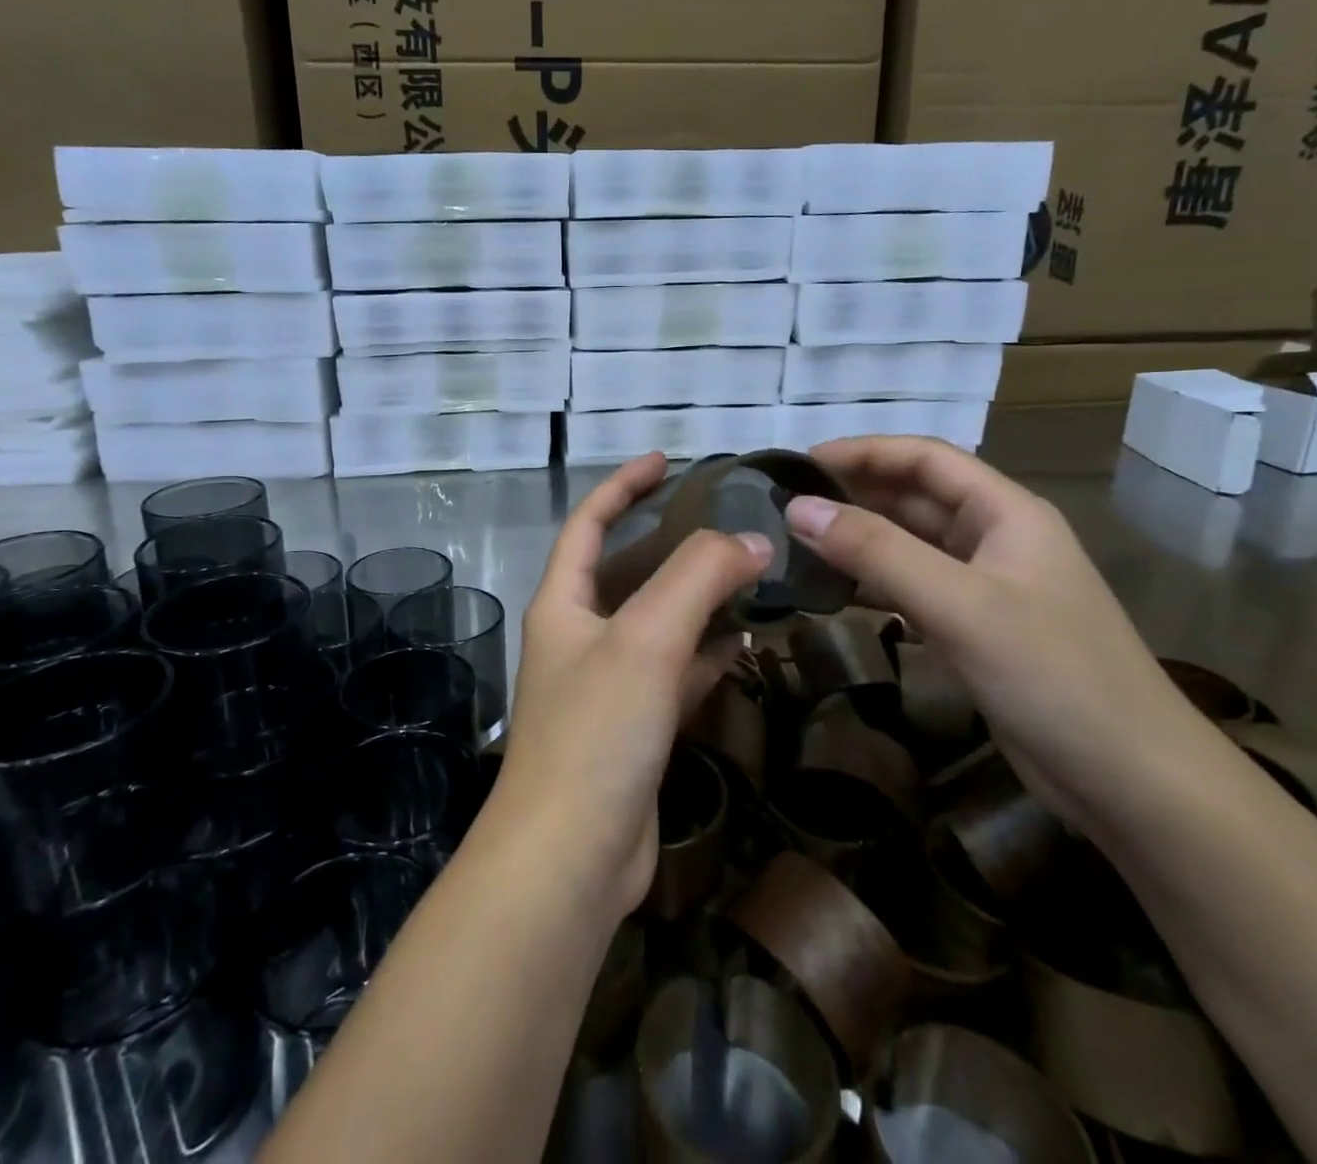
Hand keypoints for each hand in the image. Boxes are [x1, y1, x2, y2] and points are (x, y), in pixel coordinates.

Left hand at [493, 453, 771, 922]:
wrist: (571, 857)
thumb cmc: (596, 730)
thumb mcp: (646, 639)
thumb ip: (697, 577)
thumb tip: (752, 539)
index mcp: (564, 603)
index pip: (588, 523)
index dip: (622, 485)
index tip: (666, 459)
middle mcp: (580, 635)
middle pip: (628, 570)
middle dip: (671, 541)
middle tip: (729, 520)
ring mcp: (608, 684)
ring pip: (658, 622)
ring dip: (698, 597)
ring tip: (752, 572)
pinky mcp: (636, 728)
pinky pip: (676, 673)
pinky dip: (707, 653)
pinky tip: (746, 642)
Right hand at [783, 437, 1211, 833]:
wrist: (1134, 783)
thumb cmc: (1054, 676)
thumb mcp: (960, 605)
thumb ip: (877, 551)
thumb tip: (797, 507)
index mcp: (1005, 513)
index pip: (924, 457)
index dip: (863, 451)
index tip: (800, 464)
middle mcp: (995, 538)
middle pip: (914, 497)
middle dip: (853, 494)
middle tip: (786, 505)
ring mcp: (985, 586)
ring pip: (909, 544)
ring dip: (858, 539)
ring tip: (797, 544)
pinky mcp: (974, 629)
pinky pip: (911, 588)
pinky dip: (872, 583)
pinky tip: (834, 592)